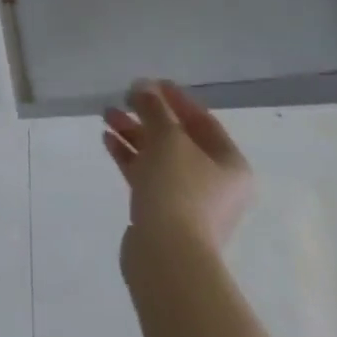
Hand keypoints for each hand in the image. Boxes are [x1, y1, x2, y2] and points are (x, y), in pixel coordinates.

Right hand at [103, 79, 251, 253]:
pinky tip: (108, 139)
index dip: (176, 99)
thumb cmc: (178, 189)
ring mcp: (190, 199)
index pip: (203, 121)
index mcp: (229, 164)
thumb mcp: (167, 139)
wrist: (168, 254)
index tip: (150, 82)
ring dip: (134, 134)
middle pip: (179, 139)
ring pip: (160, 156)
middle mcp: (215, 181)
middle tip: (122, 98)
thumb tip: (143, 87)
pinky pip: (148, 175)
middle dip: (148, 116)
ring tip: (106, 115)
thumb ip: (154, 108)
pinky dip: (129, 156)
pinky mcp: (165, 212)